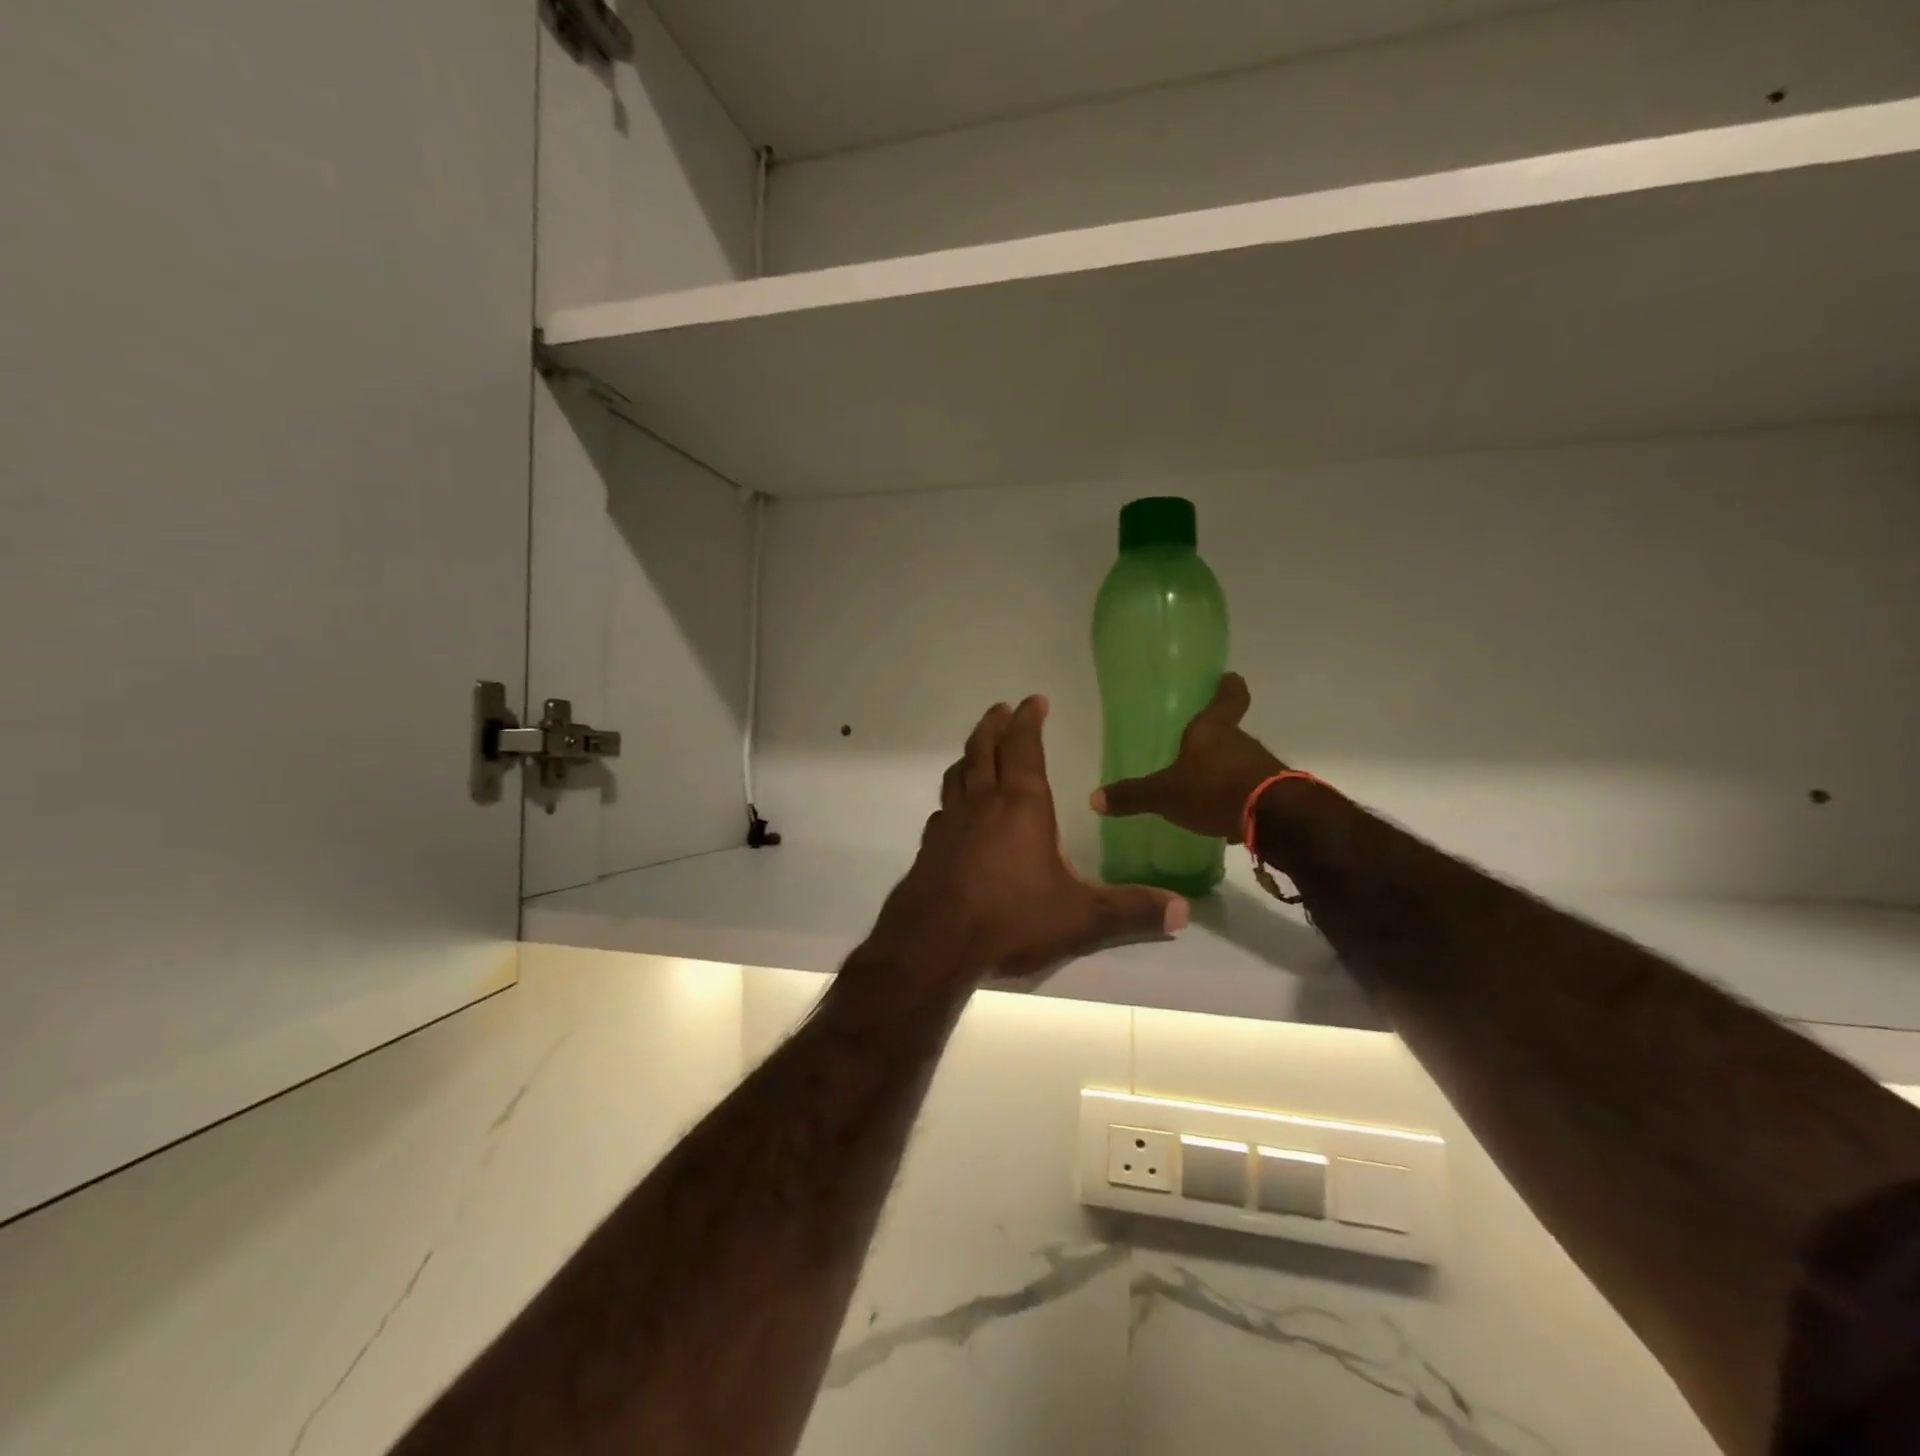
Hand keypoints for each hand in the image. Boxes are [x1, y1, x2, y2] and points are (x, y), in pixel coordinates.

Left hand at [871, 696, 1187, 981]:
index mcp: (1021, 805)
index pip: (1024, 748)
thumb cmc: (1010, 919)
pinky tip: (955, 812)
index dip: (1028, 720)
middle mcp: (982, 804)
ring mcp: (950, 824)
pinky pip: (942, 809)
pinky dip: (952, 797)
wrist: (934, 944)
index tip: (1034, 700)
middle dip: (994, 724)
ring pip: (957, 774)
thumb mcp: (1080, 918)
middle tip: (1001, 708)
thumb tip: (1182, 910)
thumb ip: (1130, 911)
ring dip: (969, 754)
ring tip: (976, 749)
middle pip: (983, 749)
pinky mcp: (930, 848)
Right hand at [1090, 673, 1283, 842]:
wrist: (1274, 819)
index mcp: (1213, 729)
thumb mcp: (1165, 794)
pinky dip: (1236, 796)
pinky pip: (1249, 788)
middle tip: (1192, 747)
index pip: (1229, 696)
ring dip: (1224, 770)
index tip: (1227, 678)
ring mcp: (1261, 766)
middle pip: (1230, 731)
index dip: (1228, 686)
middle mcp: (1240, 741)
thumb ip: (1133, 795)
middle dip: (1214, 738)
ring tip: (1202, 786)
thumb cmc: (1214, 789)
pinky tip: (1220, 812)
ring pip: (1239, 761)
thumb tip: (1094, 799)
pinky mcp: (1272, 793)